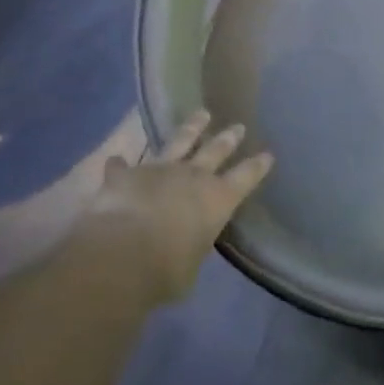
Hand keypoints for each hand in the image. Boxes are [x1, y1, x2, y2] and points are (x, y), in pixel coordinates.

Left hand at [85, 111, 273, 301]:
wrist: (122, 255)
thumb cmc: (167, 270)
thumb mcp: (191, 265)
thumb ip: (192, 247)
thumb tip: (187, 245)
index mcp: (218, 199)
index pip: (246, 177)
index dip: (257, 166)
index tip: (267, 154)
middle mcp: (193, 177)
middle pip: (216, 150)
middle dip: (228, 138)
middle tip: (238, 127)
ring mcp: (159, 170)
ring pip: (179, 141)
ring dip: (191, 127)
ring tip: (201, 114)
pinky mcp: (126, 174)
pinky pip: (122, 166)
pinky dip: (120, 165)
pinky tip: (116, 160)